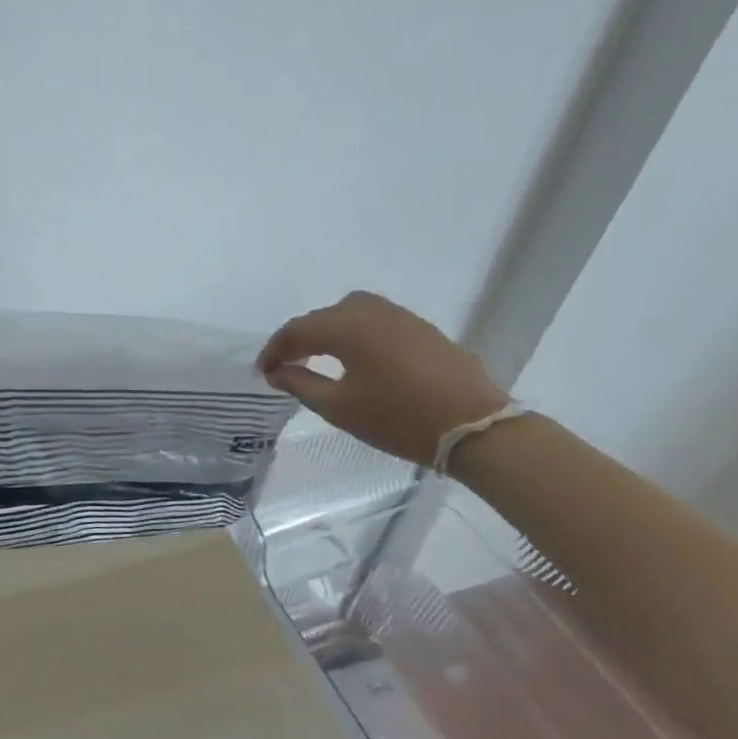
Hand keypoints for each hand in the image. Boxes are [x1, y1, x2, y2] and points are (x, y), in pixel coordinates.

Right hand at [256, 291, 507, 466]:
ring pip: (351, 314)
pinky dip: (356, 335)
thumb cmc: (398, 418)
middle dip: (300, 339)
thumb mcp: (339, 407)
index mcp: (347, 326)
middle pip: (323, 317)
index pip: (297, 330)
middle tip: (288, 366)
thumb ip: (301, 384)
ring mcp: (402, 317)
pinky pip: (376, 322)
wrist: (475, 427)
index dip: (274, 350)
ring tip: (320, 360)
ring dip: (329, 333)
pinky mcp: (423, 329)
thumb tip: (278, 372)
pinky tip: (357, 360)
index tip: (263, 373)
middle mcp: (372, 311)